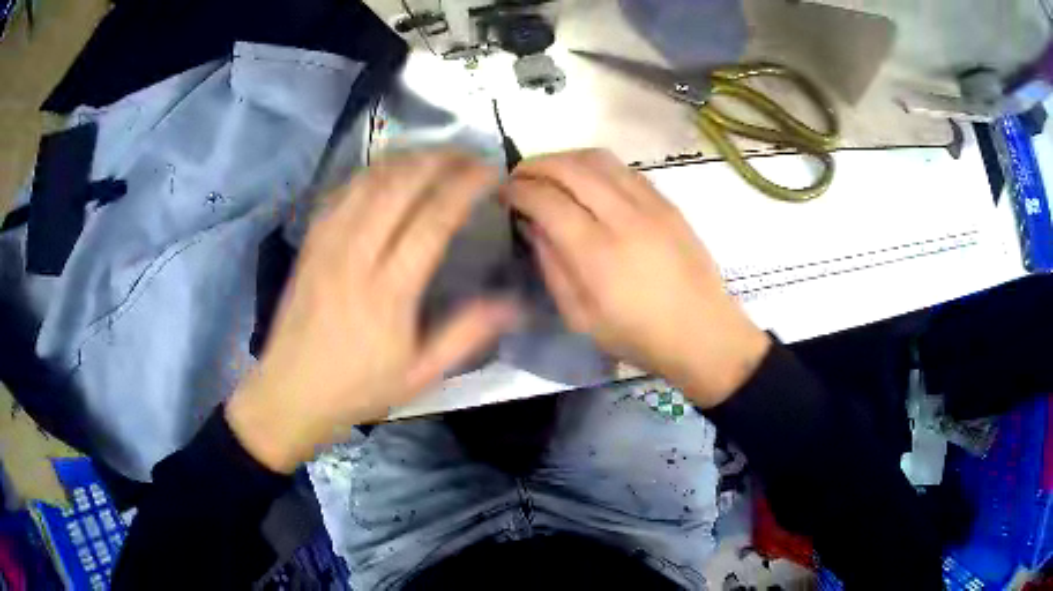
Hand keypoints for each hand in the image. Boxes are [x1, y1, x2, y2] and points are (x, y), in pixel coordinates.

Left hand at [227, 151, 518, 472]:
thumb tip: (513, 303)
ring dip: (404, 160)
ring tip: (432, 154)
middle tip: (466, 153)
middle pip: (398, 187)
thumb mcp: (420, 374)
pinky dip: (368, 174)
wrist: (292, 392)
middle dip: (437, 160)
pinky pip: (340, 194)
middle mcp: (356, 257)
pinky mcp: (310, 244)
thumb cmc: (359, 388)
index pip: (433, 221)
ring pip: (367, 183)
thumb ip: (466, 334)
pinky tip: (385, 172)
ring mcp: (327, 246)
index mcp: (389, 293)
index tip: (489, 170)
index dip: (464, 187)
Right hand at [504, 149, 769, 407]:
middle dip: (534, 165)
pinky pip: (623, 168)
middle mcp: (623, 216)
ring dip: (564, 158)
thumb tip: (531, 224)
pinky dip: (595, 166)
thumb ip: (552, 265)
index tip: (502, 194)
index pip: (545, 199)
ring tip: (549, 174)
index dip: (516, 190)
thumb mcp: (581, 317)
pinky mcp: (667, 202)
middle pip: (569, 167)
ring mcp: (650, 204)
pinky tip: (587, 182)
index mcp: (596, 252)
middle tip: (518, 178)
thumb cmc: (638, 336)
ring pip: (598, 158)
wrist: (703, 333)